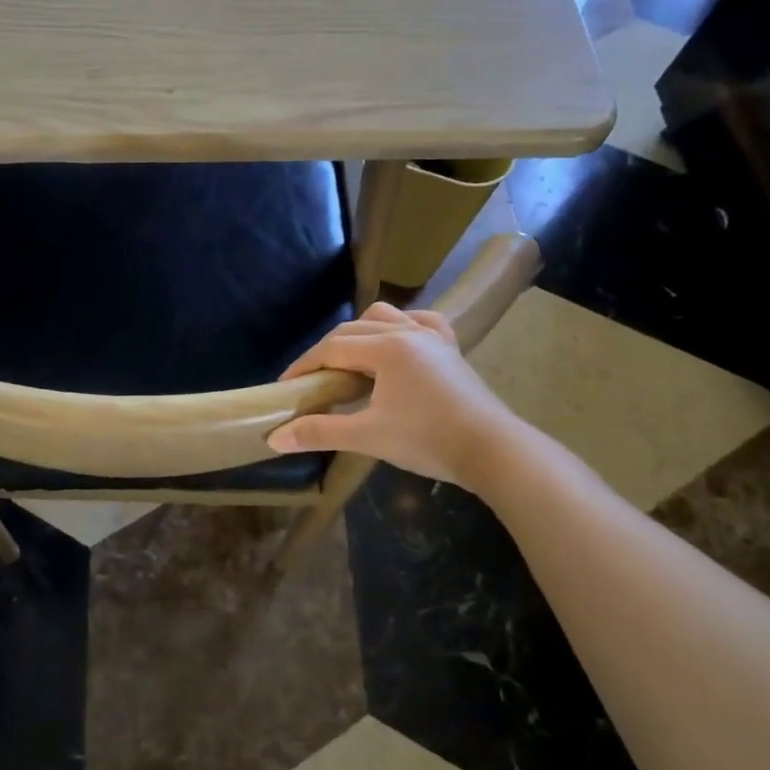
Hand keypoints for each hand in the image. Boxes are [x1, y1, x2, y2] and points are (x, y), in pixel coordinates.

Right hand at [266, 302, 520, 485]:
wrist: (494, 452)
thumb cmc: (428, 440)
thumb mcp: (368, 436)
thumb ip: (320, 432)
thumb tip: (275, 438)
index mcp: (387, 347)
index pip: (332, 348)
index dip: (304, 366)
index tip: (286, 386)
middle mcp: (409, 332)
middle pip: (354, 330)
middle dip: (327, 352)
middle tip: (311, 381)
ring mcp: (434, 338)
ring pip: (386, 317)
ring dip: (361, 334)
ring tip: (351, 363)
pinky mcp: (451, 350)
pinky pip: (420, 323)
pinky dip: (401, 328)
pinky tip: (397, 344)